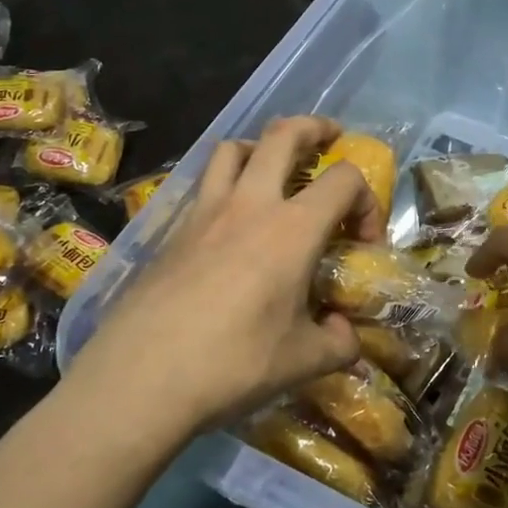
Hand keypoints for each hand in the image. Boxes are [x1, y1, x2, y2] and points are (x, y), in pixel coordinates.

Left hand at [67, 116, 382, 435]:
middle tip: (329, 139)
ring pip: (232, 149)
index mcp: (292, 229)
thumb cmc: (233, 365)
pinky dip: (226, 185)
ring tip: (273, 168)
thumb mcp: (303, 362)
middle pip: (283, 135)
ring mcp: (204, 213)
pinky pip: (204, 186)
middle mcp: (249, 205)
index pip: (344, 180)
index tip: (364, 241)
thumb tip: (343, 333)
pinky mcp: (171, 231)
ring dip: (261, 147)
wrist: (140, 379)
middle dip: (314, 128)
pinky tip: (230, 226)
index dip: (367, 201)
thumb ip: (339, 343)